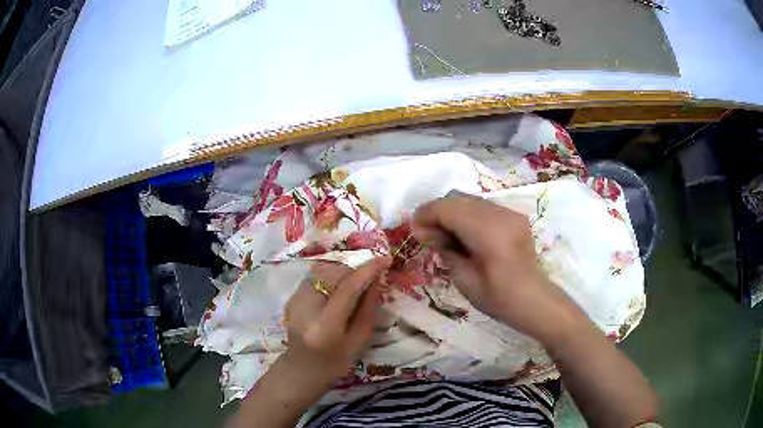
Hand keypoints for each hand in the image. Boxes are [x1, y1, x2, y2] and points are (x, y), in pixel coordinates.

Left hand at [281, 257, 390, 382]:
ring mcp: (294, 301)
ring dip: (342, 273)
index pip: (346, 289)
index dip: (367, 271)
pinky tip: (335, 292)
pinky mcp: (291, 297)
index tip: (385, 259)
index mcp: (325, 327)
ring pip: (322, 271)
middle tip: (369, 280)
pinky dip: (330, 278)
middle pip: (333, 274)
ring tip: (352, 288)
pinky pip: (314, 277)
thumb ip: (368, 308)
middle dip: (354, 272)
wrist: (302, 370)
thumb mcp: (360, 341)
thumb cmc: (336, 362)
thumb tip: (375, 278)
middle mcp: (305, 309)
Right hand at [412, 193, 583, 342]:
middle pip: (459, 198)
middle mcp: (500, 214)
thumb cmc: (497, 297)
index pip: (448, 208)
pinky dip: (469, 216)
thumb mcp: (463, 279)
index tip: (414, 228)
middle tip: (427, 234)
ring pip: (471, 200)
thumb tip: (429, 233)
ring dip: (453, 213)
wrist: (534, 300)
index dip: (427, 214)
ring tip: (445, 235)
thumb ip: (445, 249)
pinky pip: (484, 208)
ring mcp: (510, 213)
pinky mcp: (515, 217)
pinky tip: (466, 235)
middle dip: (438, 211)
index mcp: (487, 231)